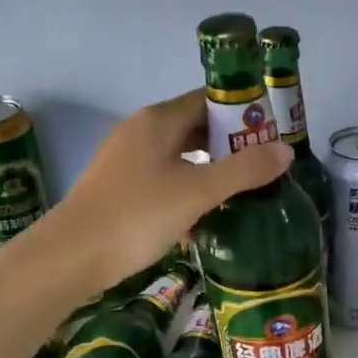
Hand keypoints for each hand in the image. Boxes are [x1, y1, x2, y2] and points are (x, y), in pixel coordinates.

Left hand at [53, 89, 290, 289]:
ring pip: (178, 156)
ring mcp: (126, 161)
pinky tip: (205, 214)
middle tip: (264, 166)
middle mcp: (140, 132)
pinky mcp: (119, 189)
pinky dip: (187, 188)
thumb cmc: (137, 215)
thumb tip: (286, 151)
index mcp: (158, 121)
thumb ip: (244, 171)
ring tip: (242, 190)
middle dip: (230, 144)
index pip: (207, 100)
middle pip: (194, 127)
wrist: (72, 256)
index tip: (271, 133)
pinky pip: (163, 178)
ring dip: (209, 169)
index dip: (241, 112)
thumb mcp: (197, 192)